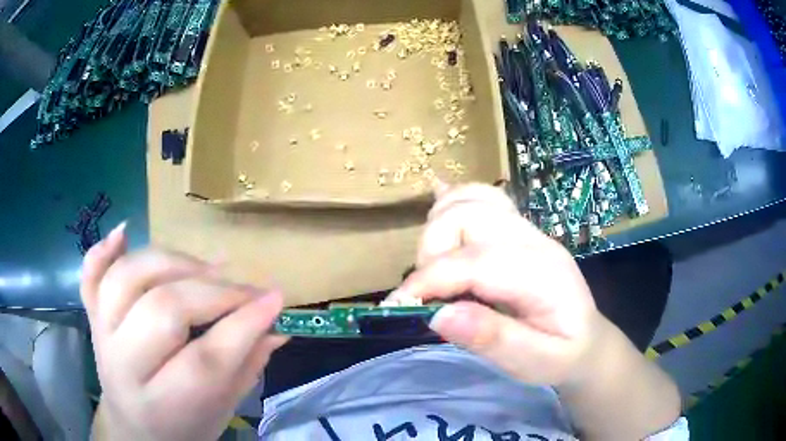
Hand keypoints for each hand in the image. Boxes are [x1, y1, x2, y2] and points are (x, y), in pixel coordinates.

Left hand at [81, 223, 286, 440]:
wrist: (135, 429)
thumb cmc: (184, 426)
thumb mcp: (221, 410)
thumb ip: (247, 367)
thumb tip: (276, 324)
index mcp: (164, 405)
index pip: (205, 359)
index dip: (244, 323)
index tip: (274, 297)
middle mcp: (124, 367)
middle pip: (163, 309)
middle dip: (213, 292)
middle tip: (245, 290)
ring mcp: (101, 335)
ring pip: (128, 278)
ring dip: (172, 263)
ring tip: (205, 268)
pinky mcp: (91, 316)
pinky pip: (90, 274)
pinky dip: (104, 249)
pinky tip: (125, 232)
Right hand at [390, 184, 600, 385]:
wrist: (588, 339)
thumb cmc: (563, 355)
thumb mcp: (536, 363)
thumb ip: (493, 340)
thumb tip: (438, 316)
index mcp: (542, 274)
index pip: (474, 261)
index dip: (428, 280)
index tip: (398, 306)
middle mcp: (533, 240)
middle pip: (469, 215)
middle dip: (431, 250)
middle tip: (426, 292)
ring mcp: (527, 230)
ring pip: (472, 198)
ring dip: (439, 225)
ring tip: (434, 266)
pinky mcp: (518, 230)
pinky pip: (483, 198)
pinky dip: (455, 203)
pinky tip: (440, 211)